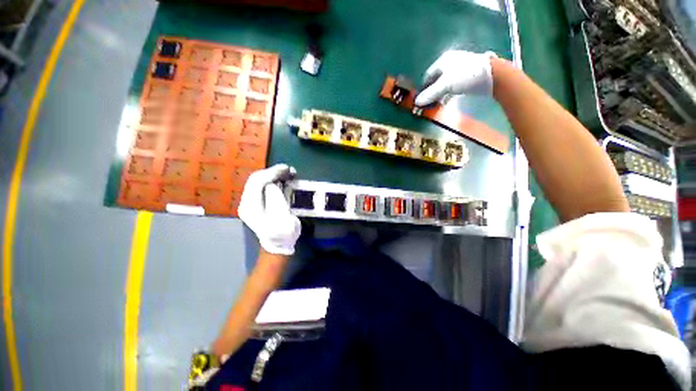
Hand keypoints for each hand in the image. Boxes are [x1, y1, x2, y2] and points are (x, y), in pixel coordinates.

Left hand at [238, 164, 300, 254]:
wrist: (278, 245)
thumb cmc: (282, 233)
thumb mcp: (282, 217)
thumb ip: (275, 198)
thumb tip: (273, 185)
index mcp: (251, 206)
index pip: (258, 181)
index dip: (272, 172)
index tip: (287, 169)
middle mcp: (247, 202)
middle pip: (256, 179)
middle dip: (273, 172)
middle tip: (289, 170)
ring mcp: (250, 202)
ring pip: (259, 181)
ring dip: (274, 175)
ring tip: (288, 174)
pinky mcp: (257, 203)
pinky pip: (263, 186)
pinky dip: (273, 181)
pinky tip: (283, 180)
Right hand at [414, 50, 495, 106]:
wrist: (491, 75)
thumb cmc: (465, 76)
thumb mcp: (445, 85)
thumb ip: (430, 94)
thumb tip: (416, 102)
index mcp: (443, 61)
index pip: (428, 75)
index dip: (423, 87)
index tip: (421, 99)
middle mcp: (450, 63)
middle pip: (436, 80)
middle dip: (431, 92)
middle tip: (428, 103)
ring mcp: (459, 69)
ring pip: (444, 84)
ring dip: (439, 94)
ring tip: (436, 104)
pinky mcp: (466, 77)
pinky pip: (452, 86)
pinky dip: (447, 94)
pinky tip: (446, 101)